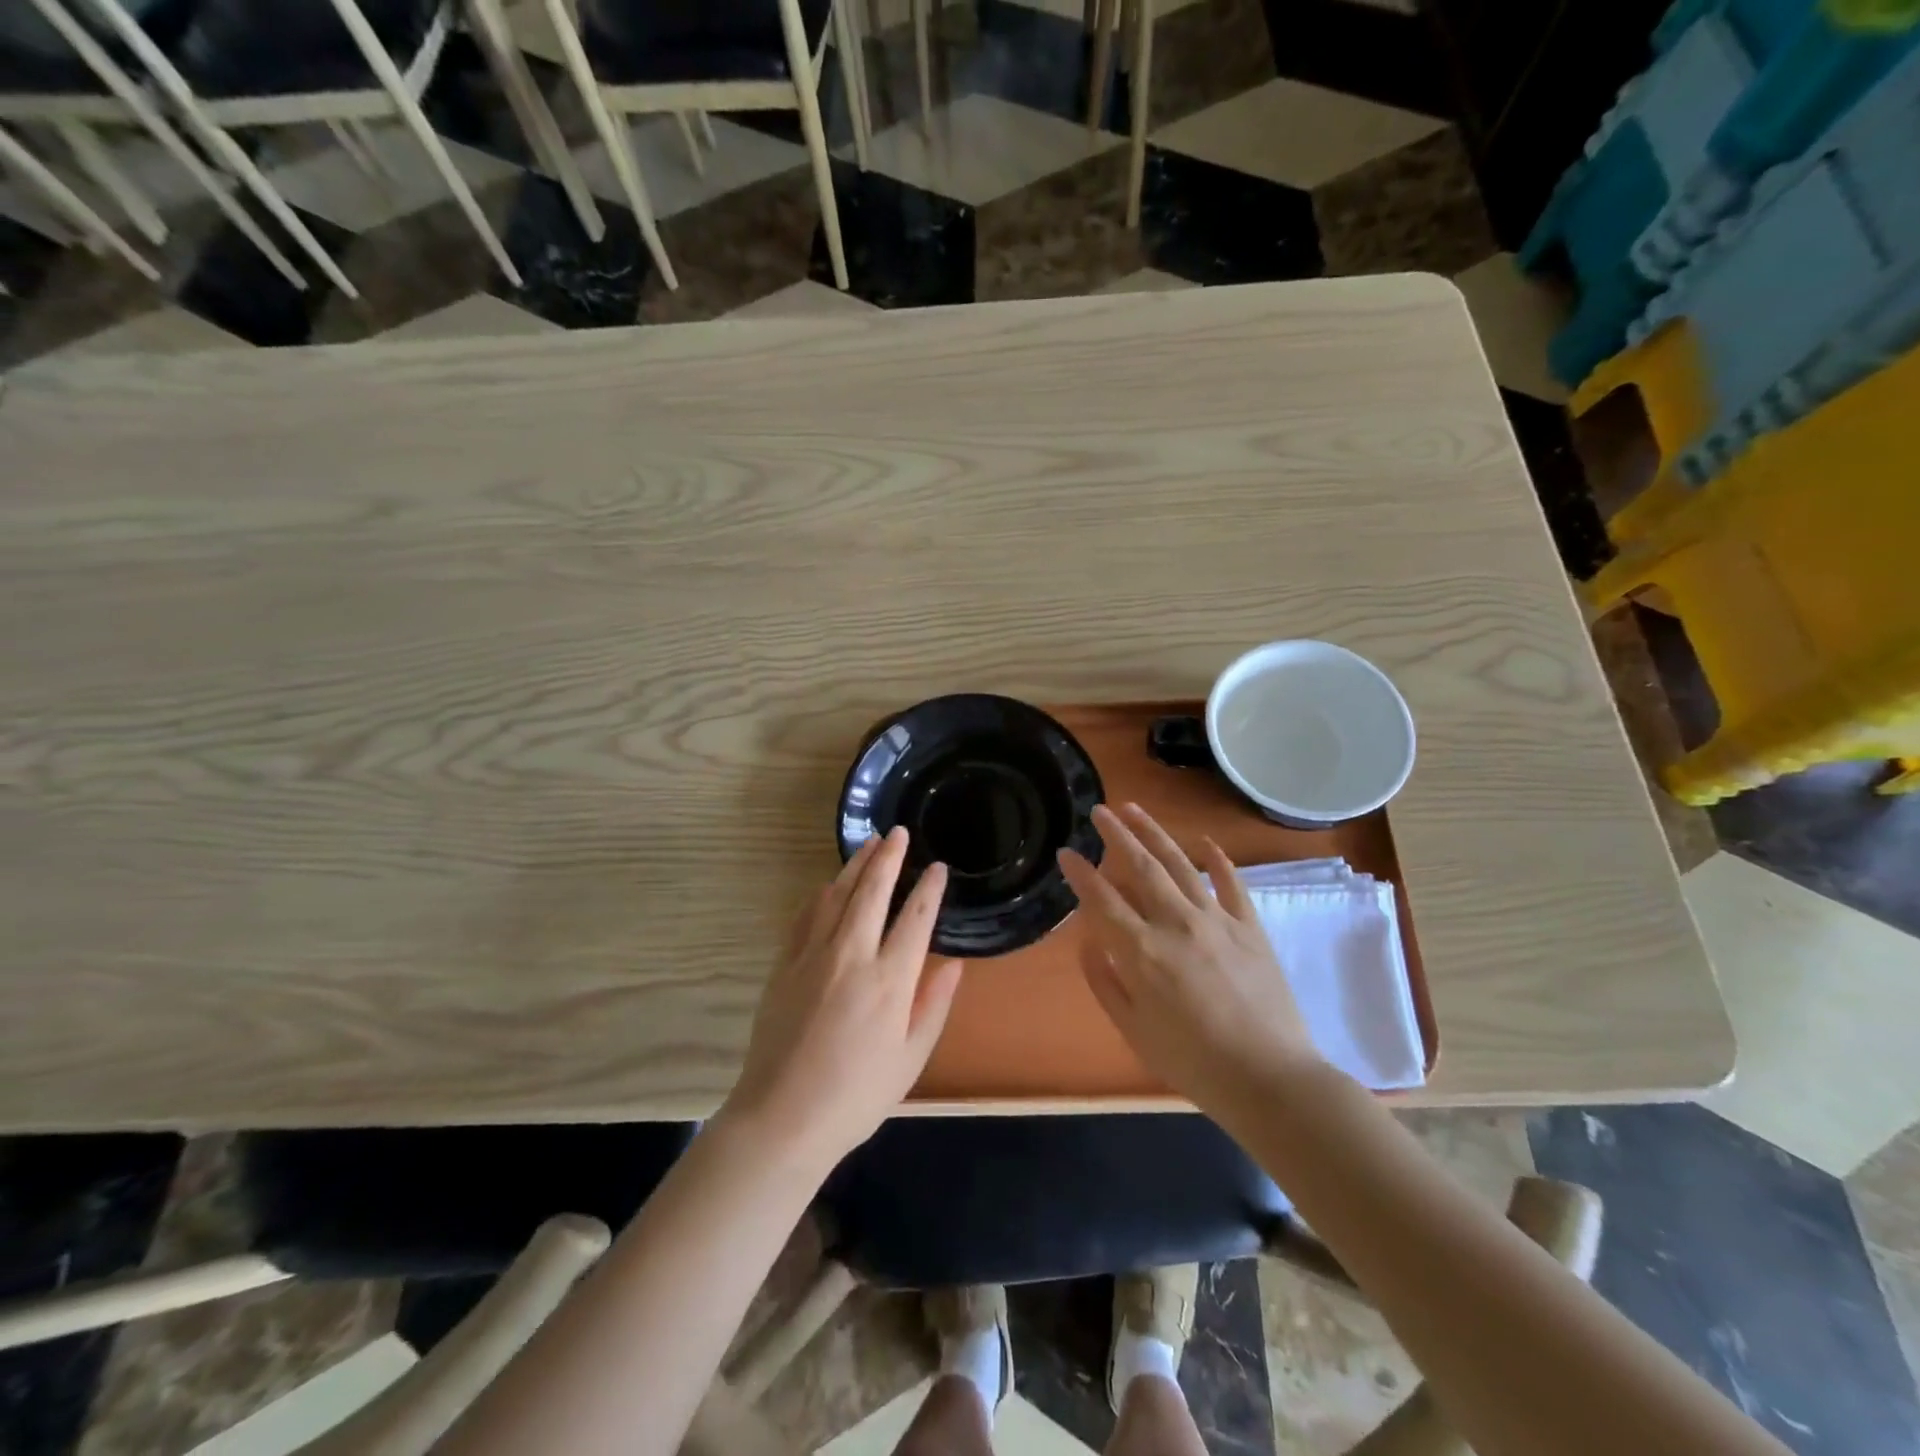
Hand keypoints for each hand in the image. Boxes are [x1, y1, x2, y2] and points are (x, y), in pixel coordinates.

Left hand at [721, 827, 963, 1172]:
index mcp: (889, 982)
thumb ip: (934, 1005)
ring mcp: (813, 956)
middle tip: (898, 832)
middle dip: (889, 857)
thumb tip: (953, 963)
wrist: (782, 1117)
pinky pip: (805, 915)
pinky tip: (830, 884)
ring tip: (870, 843)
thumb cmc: (856, 1095)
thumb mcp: (910, 1059)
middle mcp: (852, 957)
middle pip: (873, 892)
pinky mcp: (785, 964)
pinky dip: (822, 893)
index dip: (929, 889)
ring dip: (856, 866)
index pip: (915, 918)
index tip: (938, 867)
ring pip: (837, 895)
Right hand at [1060, 803, 1321, 1115]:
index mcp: (1142, 952)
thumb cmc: (1193, 1063)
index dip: (1080, 874)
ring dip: (1155, 834)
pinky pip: (1231, 884)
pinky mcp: (1249, 928)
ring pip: (1180, 865)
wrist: (1270, 1080)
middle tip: (1099, 810)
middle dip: (1116, 835)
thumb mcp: (1134, 1031)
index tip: (1066, 852)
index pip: (1102, 900)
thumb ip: (1106, 983)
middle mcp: (1176, 924)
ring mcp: (1217, 921)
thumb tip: (1088, 943)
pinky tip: (1205, 843)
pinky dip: (1218, 860)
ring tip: (1136, 810)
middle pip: (1141, 868)